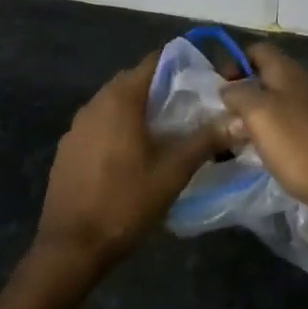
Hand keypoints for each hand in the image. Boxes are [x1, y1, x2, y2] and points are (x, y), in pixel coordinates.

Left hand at [33, 52, 232, 270]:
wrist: (71, 246)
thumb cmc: (125, 202)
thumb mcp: (173, 172)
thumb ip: (206, 141)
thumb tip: (239, 120)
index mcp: (120, 98)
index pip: (154, 62)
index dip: (180, 65)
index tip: (203, 79)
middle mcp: (95, 102)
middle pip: (134, 81)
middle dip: (162, 89)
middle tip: (191, 108)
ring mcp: (77, 125)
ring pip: (115, 104)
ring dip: (139, 110)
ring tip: (167, 132)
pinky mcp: (68, 147)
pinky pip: (99, 124)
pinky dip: (118, 128)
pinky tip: (132, 156)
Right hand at [219, 43, 307, 223]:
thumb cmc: (301, 145)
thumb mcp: (259, 114)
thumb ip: (239, 94)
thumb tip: (229, 88)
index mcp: (287, 70)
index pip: (256, 50)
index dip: (235, 63)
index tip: (220, 90)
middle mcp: (304, 81)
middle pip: (266, 77)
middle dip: (244, 96)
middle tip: (225, 122)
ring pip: (278, 103)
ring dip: (258, 118)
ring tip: (242, 142)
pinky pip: (292, 124)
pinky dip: (276, 135)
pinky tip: (269, 155)